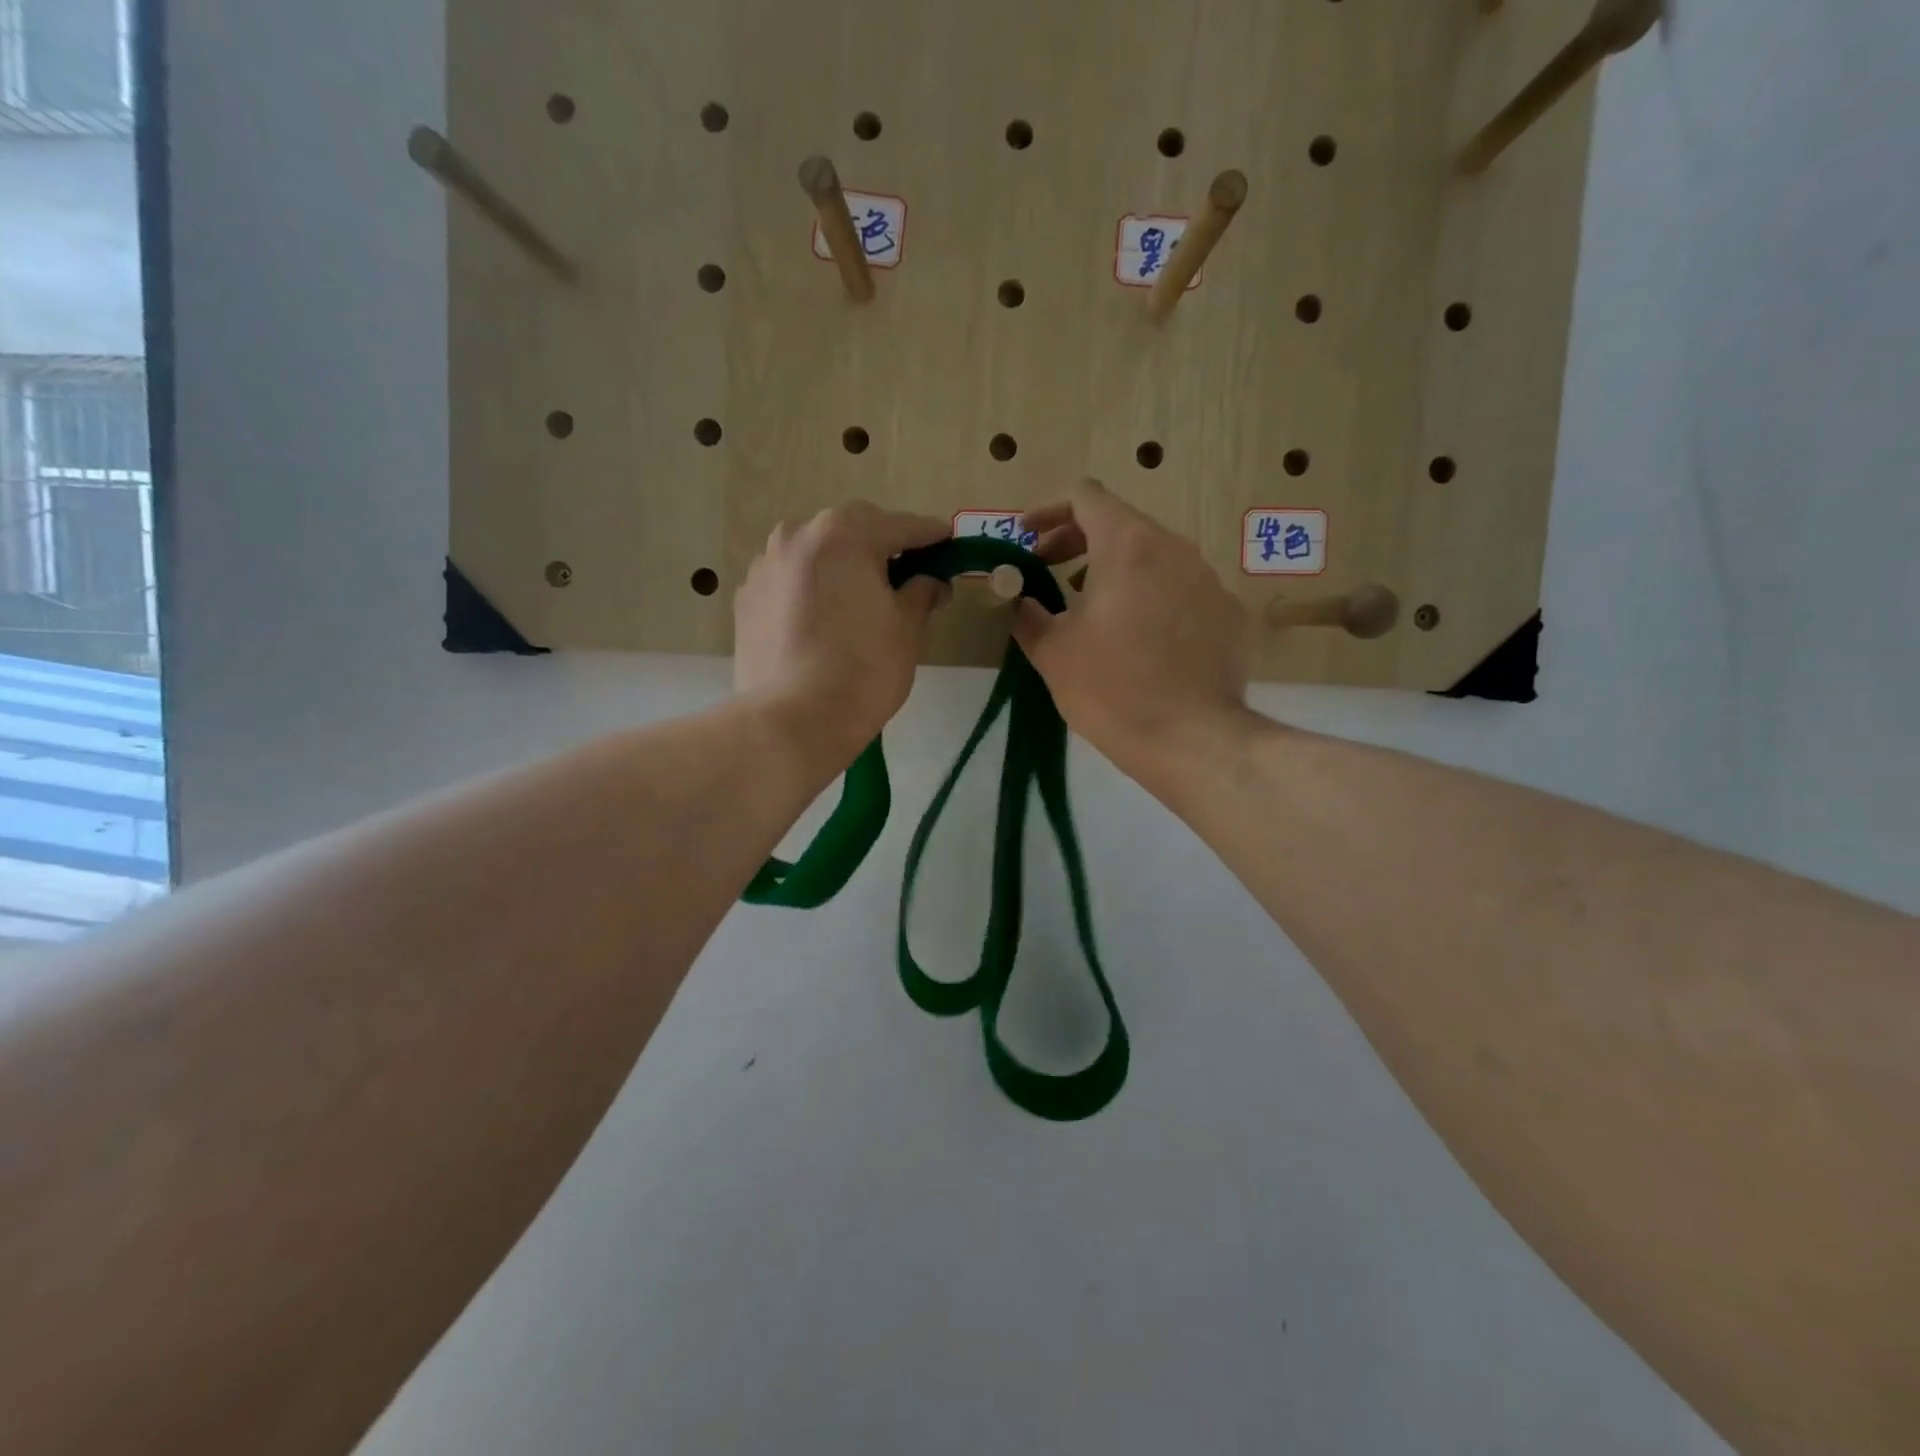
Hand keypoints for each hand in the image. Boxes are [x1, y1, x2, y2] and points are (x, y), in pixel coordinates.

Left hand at [735, 502, 949, 772]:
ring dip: (842, 568)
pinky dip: (812, 591)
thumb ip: (922, 593)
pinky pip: (791, 583)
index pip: (900, 526)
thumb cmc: (862, 669)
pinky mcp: (746, 599)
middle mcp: (797, 536)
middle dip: (881, 549)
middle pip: (852, 533)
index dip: (931, 536)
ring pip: (816, 556)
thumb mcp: (907, 628)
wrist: (791, 721)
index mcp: (843, 534)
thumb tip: (931, 581)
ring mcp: (765, 566)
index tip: (949, 542)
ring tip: (861, 601)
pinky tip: (824, 622)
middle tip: (907, 577)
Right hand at [1013, 479, 1251, 790]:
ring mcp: (1209, 580)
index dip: (1047, 510)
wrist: (1191, 740)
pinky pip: (1181, 590)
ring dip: (1115, 570)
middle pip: (1120, 524)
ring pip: (1153, 556)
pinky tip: (1139, 640)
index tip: (1026, 538)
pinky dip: (1151, 599)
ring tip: (1091, 608)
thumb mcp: (1053, 652)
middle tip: (1047, 572)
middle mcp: (1175, 549)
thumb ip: (1029, 615)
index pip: (1084, 496)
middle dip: (1076, 541)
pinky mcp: (1229, 614)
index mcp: (1128, 546)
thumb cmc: (1112, 689)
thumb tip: (1023, 603)